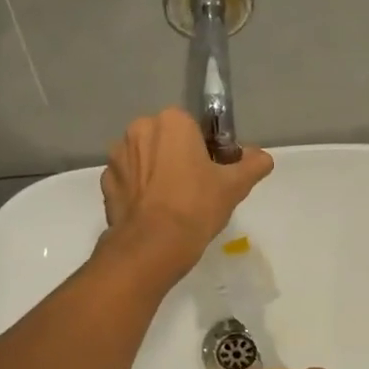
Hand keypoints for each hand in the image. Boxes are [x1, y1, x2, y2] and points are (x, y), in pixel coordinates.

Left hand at [100, 108, 272, 276]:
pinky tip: (152, 212)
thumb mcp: (234, 186)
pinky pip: (128, 180)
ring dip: (155, 172)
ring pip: (144, 159)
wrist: (153, 246)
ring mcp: (117, 156)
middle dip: (177, 157)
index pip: (193, 127)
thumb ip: (252, 165)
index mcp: (171, 121)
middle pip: (165, 140)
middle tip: (195, 189)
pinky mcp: (105, 182)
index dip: (205, 149)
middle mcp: (139, 129)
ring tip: (171, 204)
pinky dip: (138, 191)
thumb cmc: (196, 206)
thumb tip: (263, 157)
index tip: (212, 172)